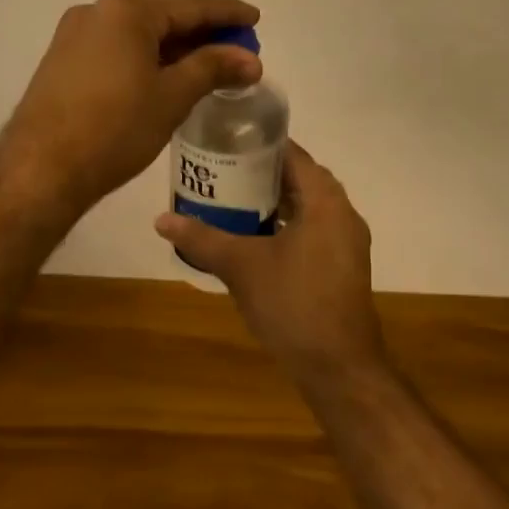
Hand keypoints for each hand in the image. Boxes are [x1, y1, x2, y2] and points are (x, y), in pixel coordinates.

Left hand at [0, 0, 260, 216]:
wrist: (41, 168)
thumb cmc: (115, 128)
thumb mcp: (172, 97)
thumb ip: (213, 69)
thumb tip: (251, 59)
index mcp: (127, 11)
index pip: (190, 5)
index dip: (227, 13)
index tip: (255, 18)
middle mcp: (98, 10)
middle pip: (161, 11)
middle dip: (199, 27)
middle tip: (233, 45)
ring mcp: (75, 33)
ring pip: (136, 28)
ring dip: (172, 41)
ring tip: (204, 62)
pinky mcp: (63, 58)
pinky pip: (115, 44)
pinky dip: (145, 52)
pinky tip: (163, 73)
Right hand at [155, 144, 383, 380]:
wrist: (338, 367)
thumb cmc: (293, 304)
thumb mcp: (241, 266)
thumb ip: (202, 238)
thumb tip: (161, 219)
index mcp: (326, 202)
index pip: (295, 154)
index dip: (261, 144)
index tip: (227, 141)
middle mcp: (343, 214)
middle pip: (301, 179)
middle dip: (262, 173)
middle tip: (222, 170)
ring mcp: (347, 243)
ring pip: (308, 208)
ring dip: (275, 202)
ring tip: (232, 200)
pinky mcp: (343, 268)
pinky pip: (313, 231)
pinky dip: (287, 226)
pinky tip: (255, 239)